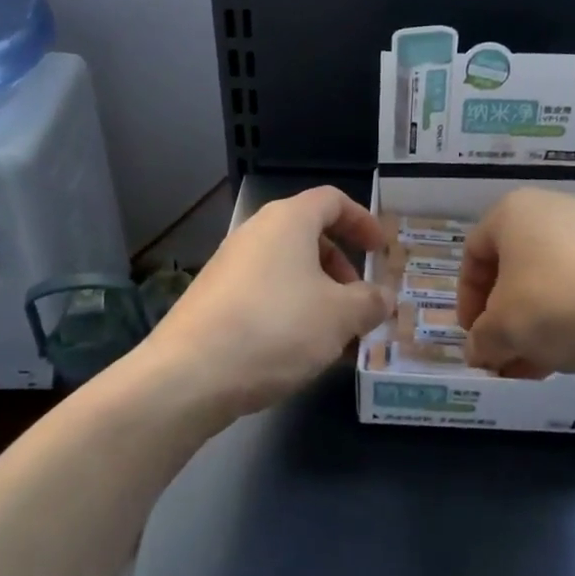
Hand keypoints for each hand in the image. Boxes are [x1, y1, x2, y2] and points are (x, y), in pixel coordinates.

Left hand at [142, 186, 391, 422]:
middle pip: (309, 236)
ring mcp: (228, 267)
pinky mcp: (212, 300)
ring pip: (287, 270)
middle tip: (360, 303)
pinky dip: (290, 311)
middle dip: (342, 268)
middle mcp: (254, 234)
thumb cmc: (276, 329)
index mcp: (287, 221)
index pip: (332, 201)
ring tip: (335, 337)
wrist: (189, 375)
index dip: (362, 221)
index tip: (380, 250)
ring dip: (318, 296)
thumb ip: (370, 302)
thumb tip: (384, 297)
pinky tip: (298, 352)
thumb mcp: (340, 317)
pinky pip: (264, 294)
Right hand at [457, 187, 574, 380]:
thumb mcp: (503, 329)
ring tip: (529, 369)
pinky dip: (567, 321)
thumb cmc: (558, 306)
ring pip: (549, 283)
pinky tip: (565, 360)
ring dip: (532, 327)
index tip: (472, 335)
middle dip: (502, 318)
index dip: (465, 298)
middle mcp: (554, 211)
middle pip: (513, 269)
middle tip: (500, 355)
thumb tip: (479, 351)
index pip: (473, 253)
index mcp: (514, 211)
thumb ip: (480, 339)